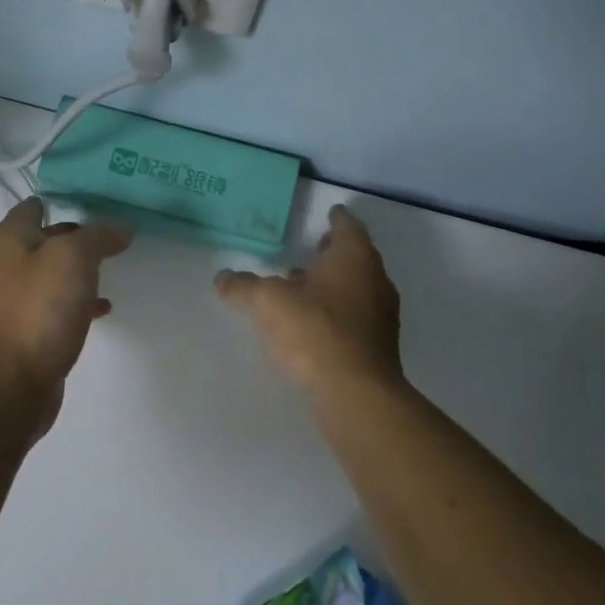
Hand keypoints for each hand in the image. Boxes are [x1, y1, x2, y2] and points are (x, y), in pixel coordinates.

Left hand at [0, 198, 131, 408]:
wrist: (13, 381)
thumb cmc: (40, 308)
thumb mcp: (74, 257)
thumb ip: (99, 236)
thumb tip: (120, 228)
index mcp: (11, 240)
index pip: (33, 206)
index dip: (61, 199)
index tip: (95, 199)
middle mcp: (8, 265)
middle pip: (45, 239)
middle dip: (76, 234)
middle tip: (112, 232)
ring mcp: (17, 300)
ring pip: (53, 273)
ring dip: (79, 269)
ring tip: (113, 265)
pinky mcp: (29, 330)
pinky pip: (57, 305)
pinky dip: (79, 301)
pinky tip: (103, 307)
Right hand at [215, 204, 405, 401]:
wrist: (356, 392)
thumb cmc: (314, 329)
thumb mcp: (267, 301)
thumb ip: (243, 286)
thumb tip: (222, 278)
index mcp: (354, 257)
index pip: (348, 226)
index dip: (337, 218)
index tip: (330, 213)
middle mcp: (375, 279)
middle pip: (356, 256)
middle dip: (334, 252)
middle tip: (314, 247)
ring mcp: (381, 314)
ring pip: (358, 287)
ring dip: (334, 283)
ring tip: (304, 286)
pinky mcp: (379, 345)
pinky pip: (357, 316)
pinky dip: (338, 311)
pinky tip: (313, 322)